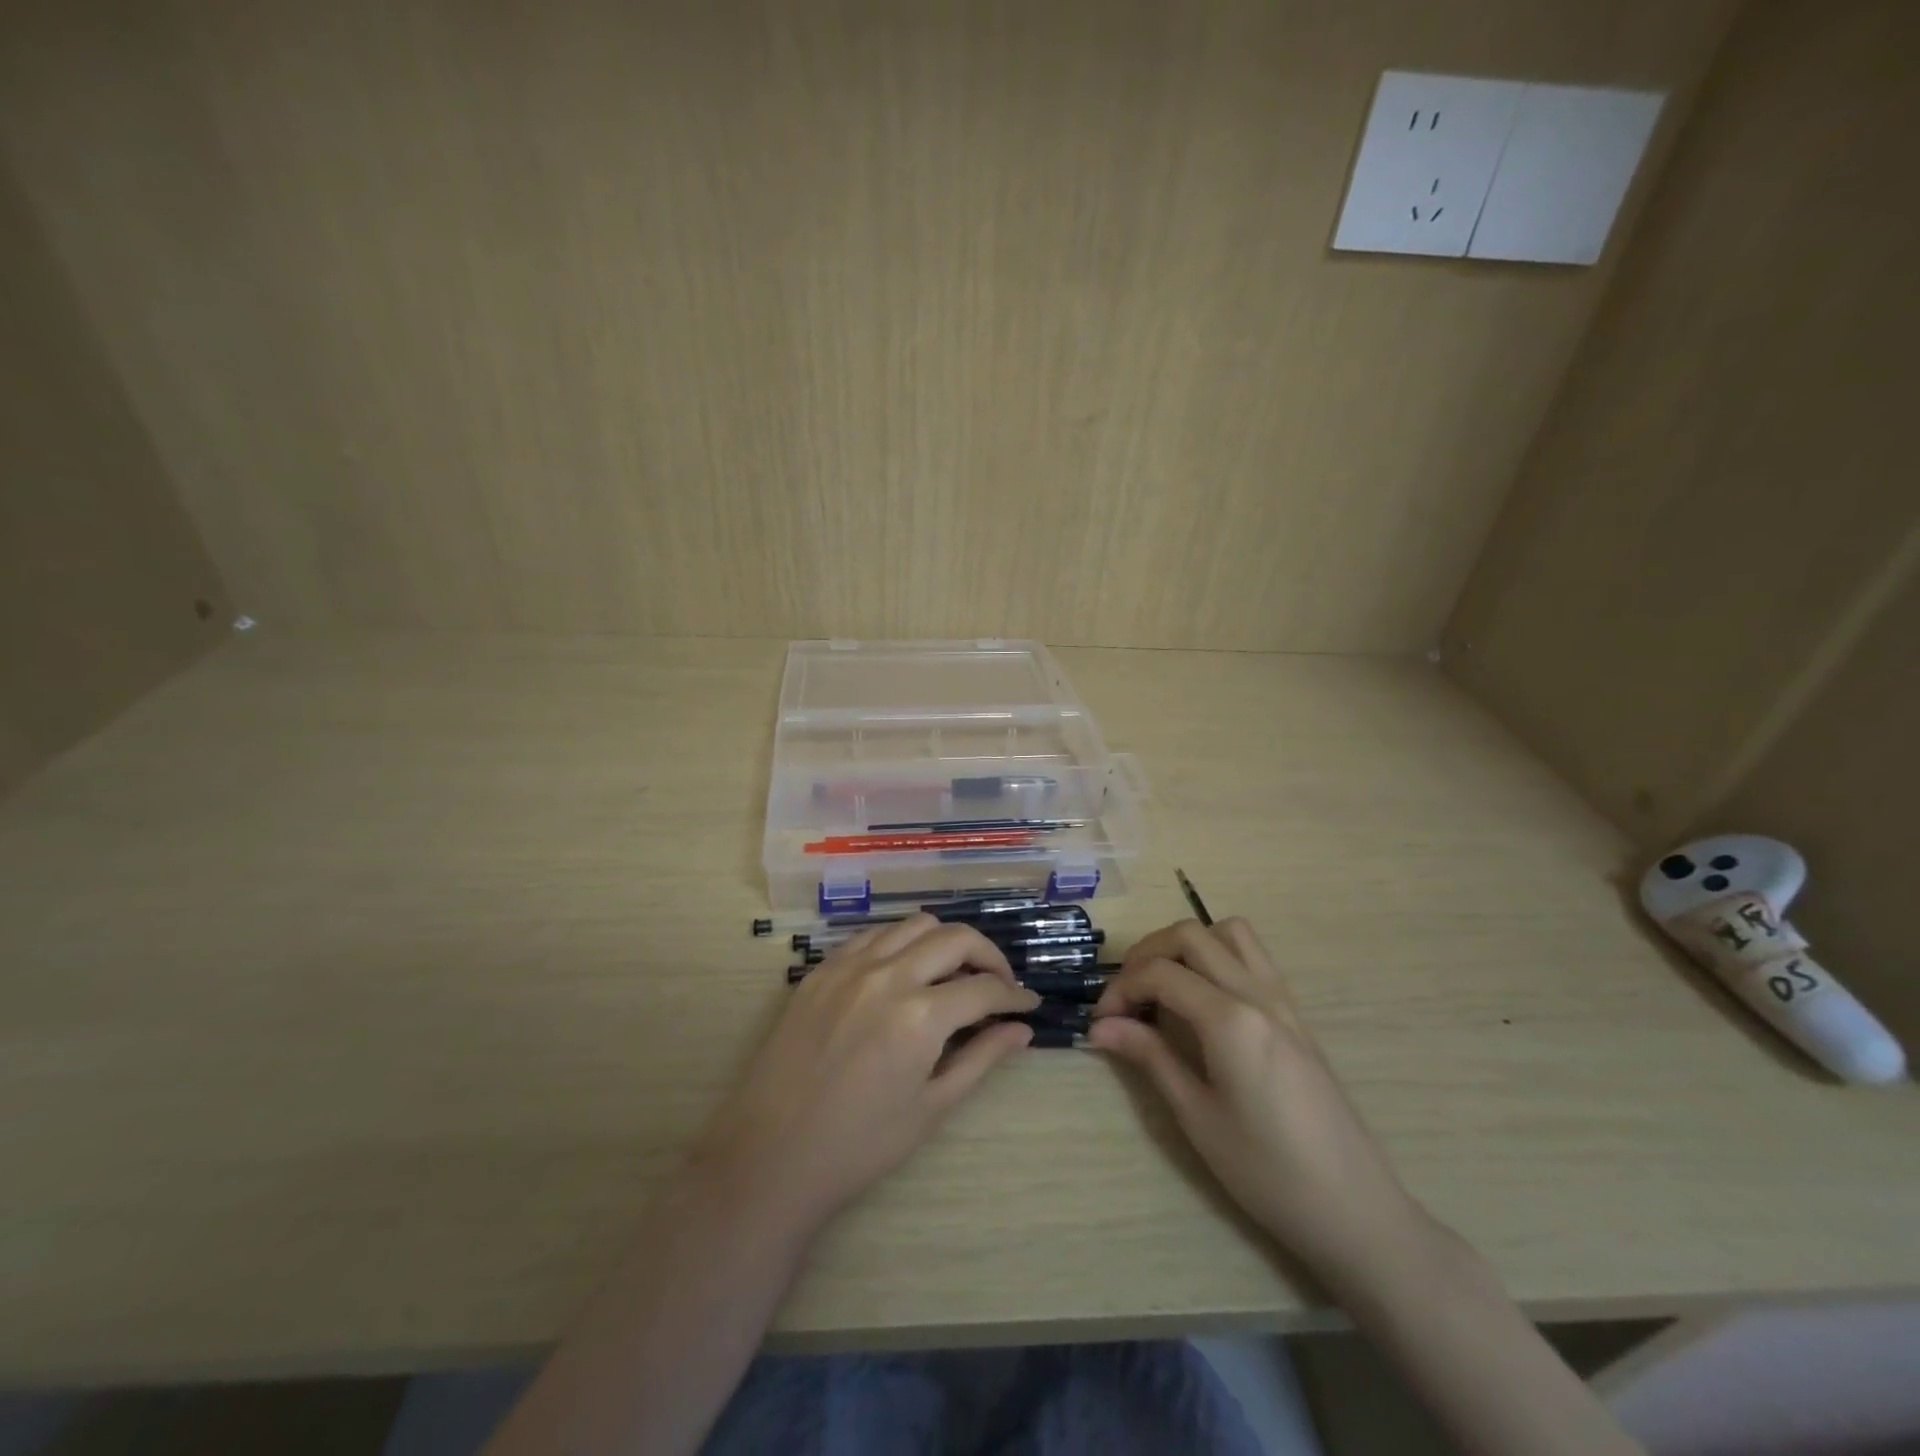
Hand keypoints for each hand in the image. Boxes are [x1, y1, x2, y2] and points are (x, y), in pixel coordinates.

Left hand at [690, 915, 1039, 1236]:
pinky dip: (901, 942)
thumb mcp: (930, 1108)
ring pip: (914, 924)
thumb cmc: (859, 1146)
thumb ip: (981, 1059)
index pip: (984, 988)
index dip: (1014, 995)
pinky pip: (873, 935)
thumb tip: (1021, 1030)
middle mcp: (888, 975)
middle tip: (998, 984)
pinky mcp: (821, 969)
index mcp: (920, 1016)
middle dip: (989, 956)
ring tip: (953, 973)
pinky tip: (904, 971)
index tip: (1028, 1004)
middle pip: (955, 937)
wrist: (770, 1155)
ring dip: (945, 941)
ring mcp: (849, 966)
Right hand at [1089, 918, 1426, 1283]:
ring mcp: (1282, 999)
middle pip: (1190, 934)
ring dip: (1187, 945)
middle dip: (1147, 954)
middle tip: (1126, 996)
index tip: (1100, 1021)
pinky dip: (1217, 956)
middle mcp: (1257, 993)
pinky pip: (1252, 957)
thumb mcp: (1197, 1117)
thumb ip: (1149, 1057)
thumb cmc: (1267, 1172)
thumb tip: (1100, 1027)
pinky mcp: (1295, 1014)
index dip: (1120, 989)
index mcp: (1230, 1019)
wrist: (1354, 1209)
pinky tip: (1203, 1001)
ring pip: (1228, 932)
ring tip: (1164, 986)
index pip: (1160, 973)